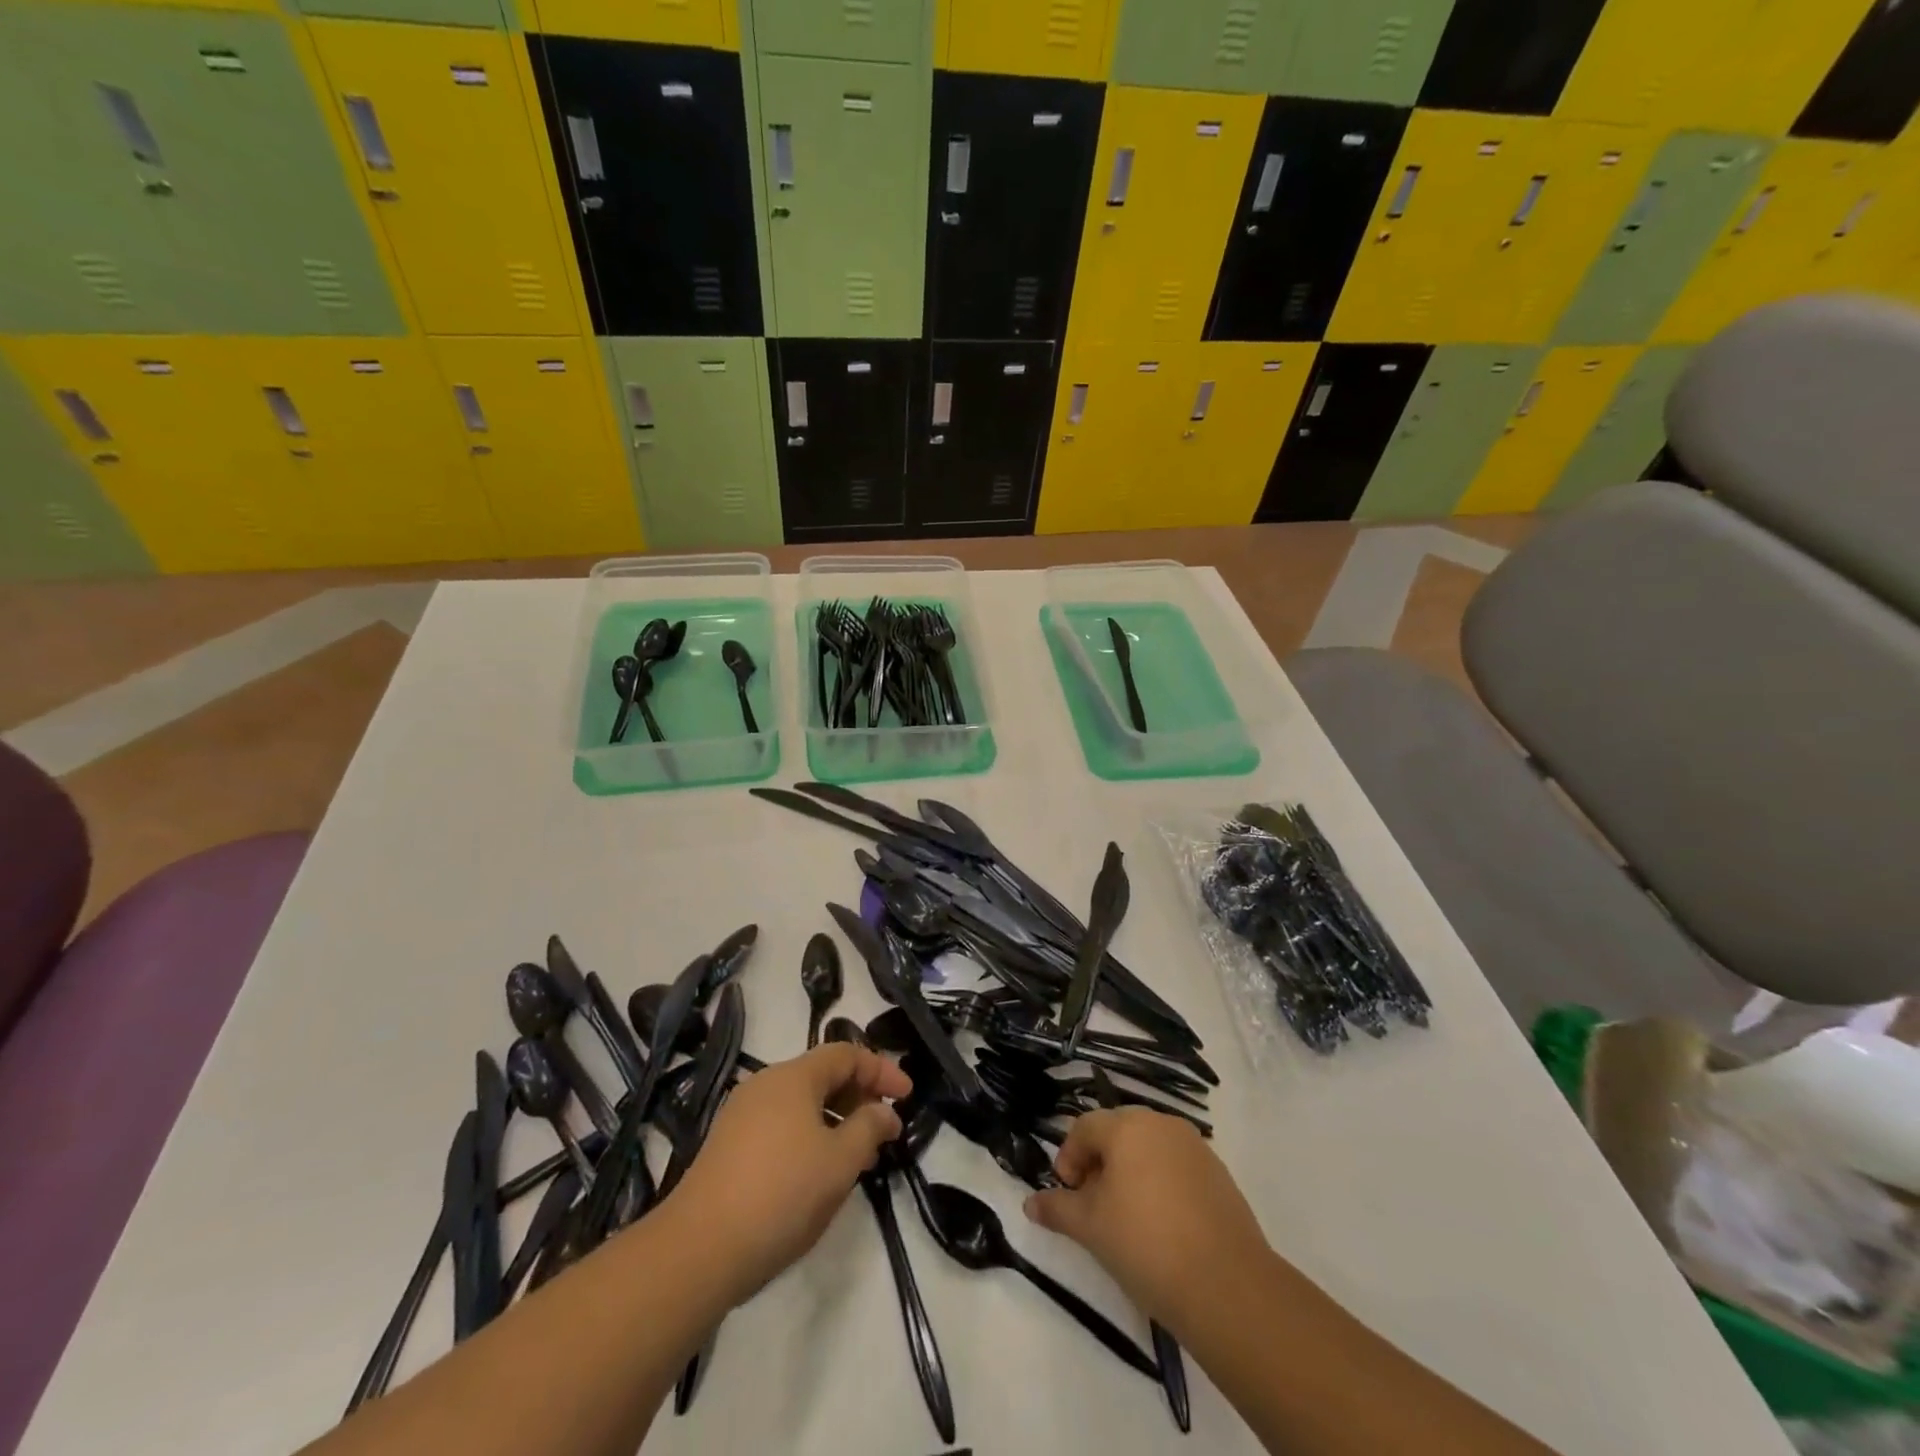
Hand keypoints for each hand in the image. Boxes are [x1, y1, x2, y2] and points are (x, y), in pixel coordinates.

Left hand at [669, 1044, 909, 1305]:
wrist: (697, 1250)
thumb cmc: (781, 1194)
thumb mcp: (840, 1162)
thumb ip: (869, 1128)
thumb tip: (883, 1113)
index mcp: (793, 1077)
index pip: (846, 1054)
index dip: (880, 1071)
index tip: (907, 1097)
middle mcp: (765, 1085)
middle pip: (822, 1075)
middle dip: (858, 1096)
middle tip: (884, 1129)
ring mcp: (742, 1115)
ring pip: (801, 1104)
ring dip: (836, 1120)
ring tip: (857, 1156)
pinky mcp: (728, 1147)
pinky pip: (781, 1125)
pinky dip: (810, 1136)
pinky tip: (818, 1174)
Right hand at [1024, 1108, 1270, 1332]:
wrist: (1227, 1286)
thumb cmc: (1145, 1245)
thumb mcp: (1091, 1228)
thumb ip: (1058, 1209)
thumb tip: (1030, 1203)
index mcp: (1127, 1127)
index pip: (1085, 1127)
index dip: (1068, 1157)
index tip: (1068, 1193)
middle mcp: (1161, 1124)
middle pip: (1118, 1132)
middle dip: (1099, 1162)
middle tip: (1093, 1204)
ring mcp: (1194, 1146)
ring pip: (1149, 1149)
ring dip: (1131, 1172)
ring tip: (1127, 1217)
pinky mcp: (1219, 1173)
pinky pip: (1176, 1166)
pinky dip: (1161, 1183)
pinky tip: (1163, 1224)